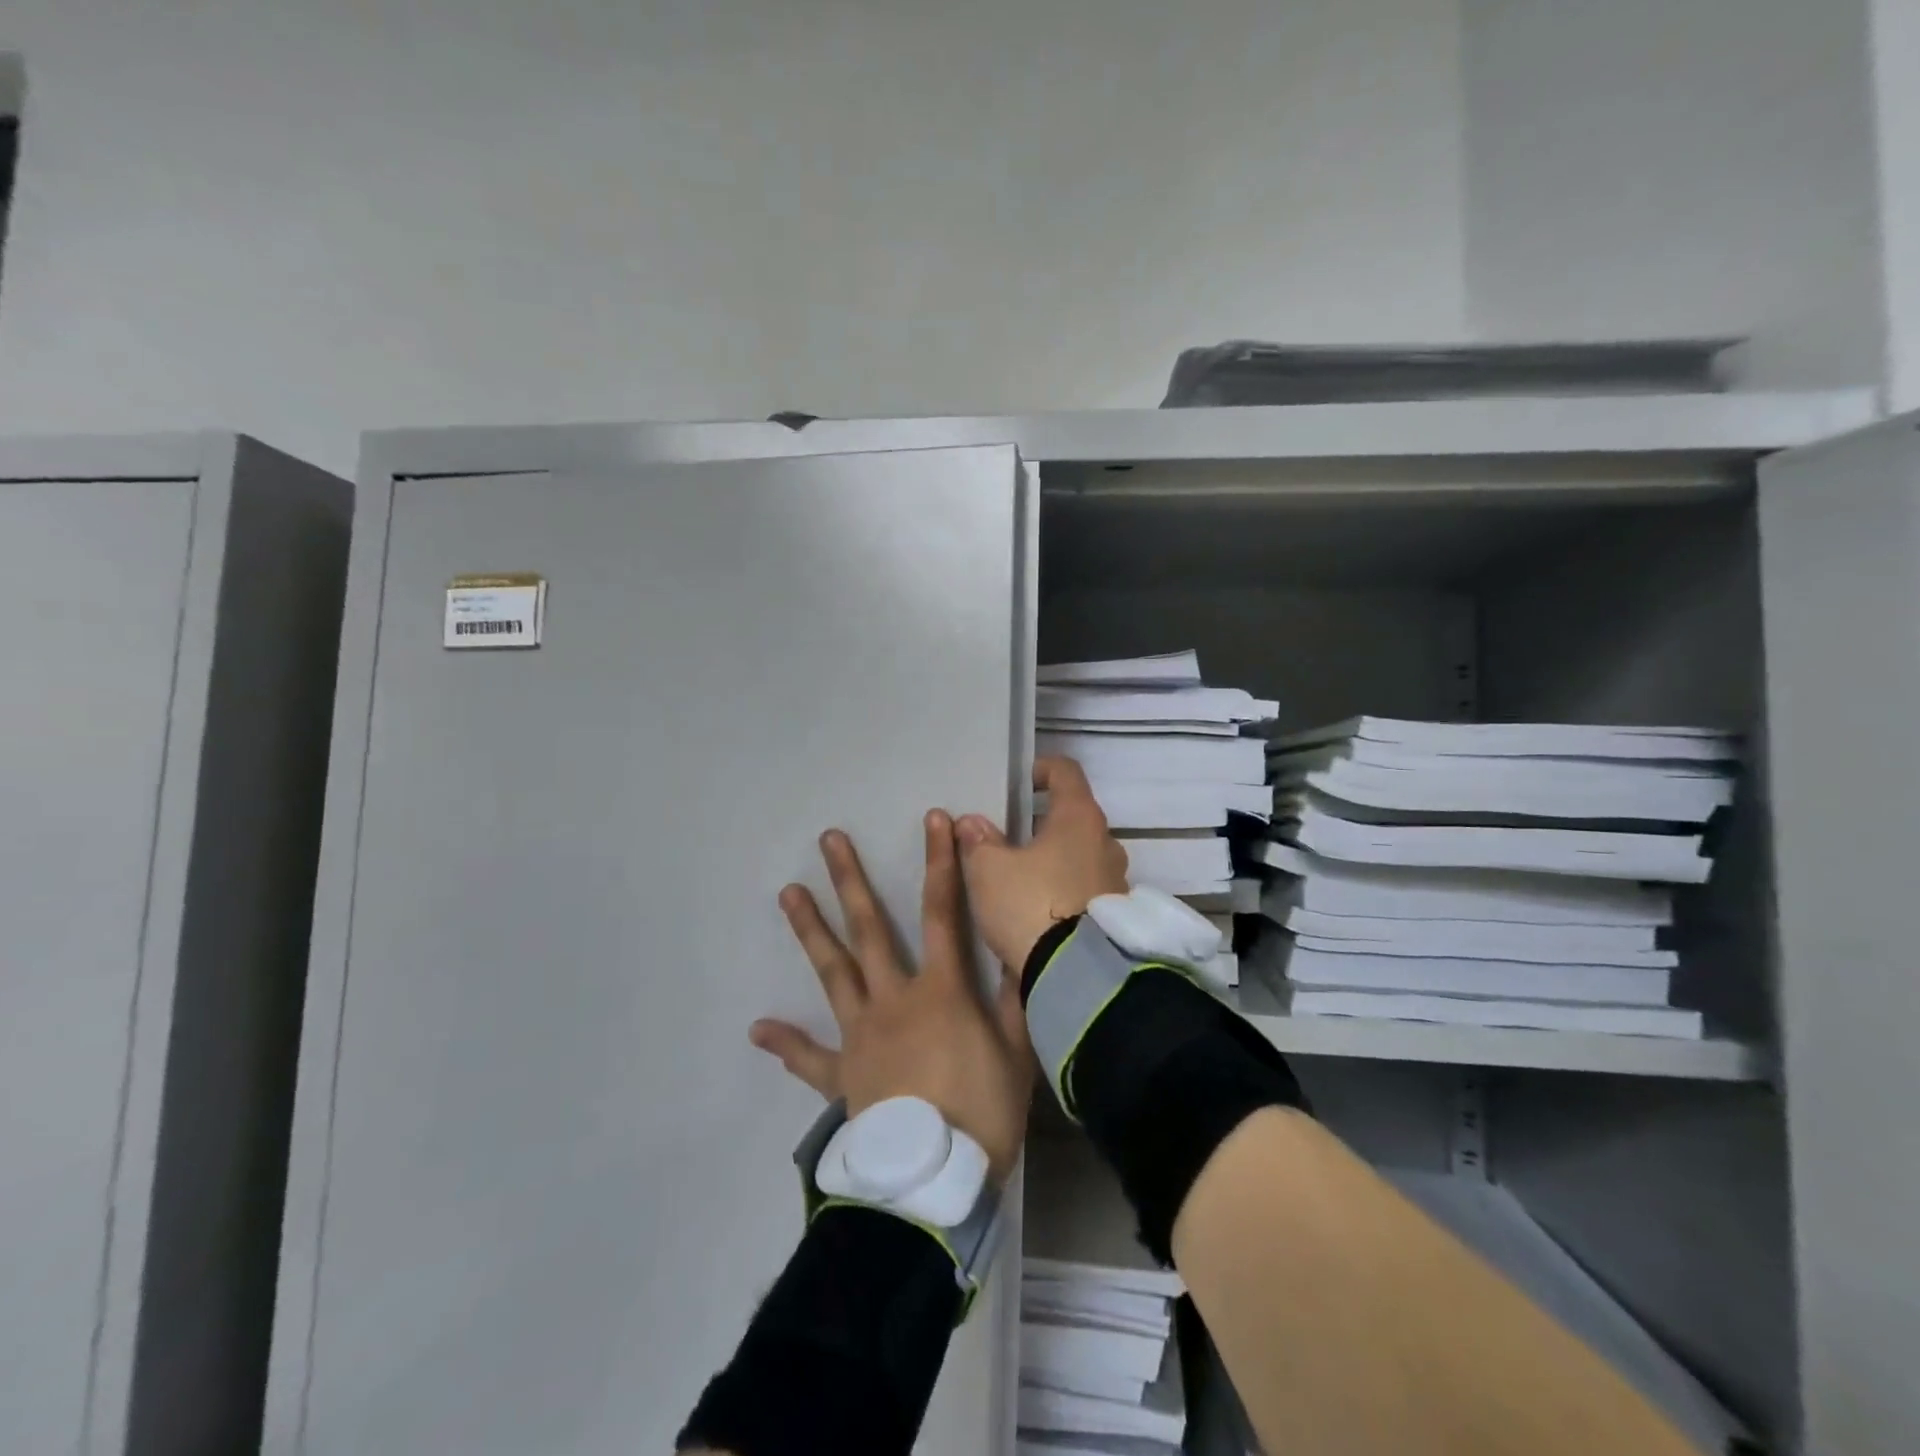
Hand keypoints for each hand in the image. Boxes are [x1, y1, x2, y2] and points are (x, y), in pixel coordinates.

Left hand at [750, 811, 1034, 1184]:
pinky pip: (810, 1058)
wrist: (932, 1183)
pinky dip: (786, 1044)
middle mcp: (894, 999)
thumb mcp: (1017, 1053)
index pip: (944, 912)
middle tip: (828, 841)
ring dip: (811, 931)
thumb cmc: (981, 1114)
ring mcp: (861, 1034)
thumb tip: (1015, 949)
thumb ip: (1014, 998)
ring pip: (834, 973)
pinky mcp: (842, 1075)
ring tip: (788, 893)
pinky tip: (758, 1028)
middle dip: (851, 881)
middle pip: (870, 929)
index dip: (941, 863)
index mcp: (941, 990)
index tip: (933, 820)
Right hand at [955, 756, 1130, 970]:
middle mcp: (1106, 842)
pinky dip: (1065, 888)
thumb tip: (972, 823)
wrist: (1076, 976)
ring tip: (1022, 876)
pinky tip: (1039, 908)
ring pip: (1081, 854)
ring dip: (1055, 858)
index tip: (1018, 783)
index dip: (1039, 769)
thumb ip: (978, 841)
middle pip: (1074, 816)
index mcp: (1079, 817)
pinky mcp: (1115, 915)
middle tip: (1009, 837)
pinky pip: (1087, 887)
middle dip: (1042, 822)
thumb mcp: (989, 871)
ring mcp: (1116, 880)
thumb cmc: (1030, 905)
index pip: (1065, 771)